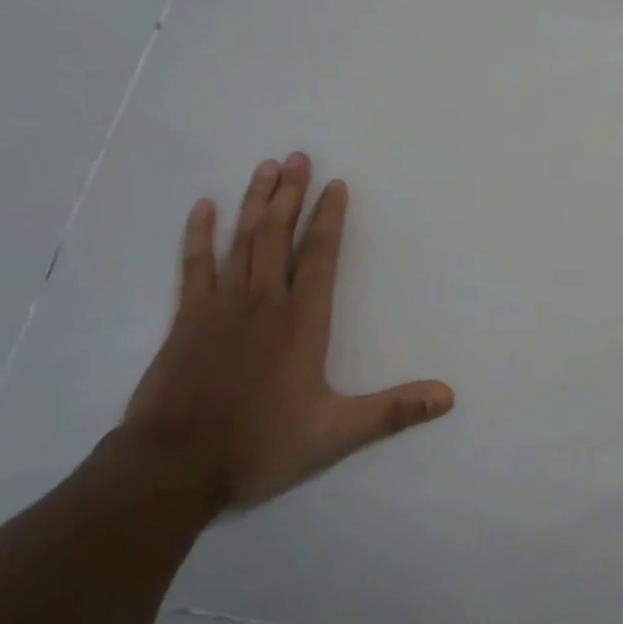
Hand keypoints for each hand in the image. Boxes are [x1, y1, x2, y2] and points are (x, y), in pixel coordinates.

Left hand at [122, 153, 453, 513]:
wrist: (175, 466)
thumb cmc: (259, 445)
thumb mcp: (335, 434)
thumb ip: (392, 410)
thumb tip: (448, 396)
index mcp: (302, 322)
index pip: (319, 256)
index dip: (329, 218)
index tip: (335, 184)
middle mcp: (264, 303)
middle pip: (278, 235)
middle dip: (290, 194)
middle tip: (298, 157)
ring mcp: (221, 306)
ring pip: (242, 241)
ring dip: (255, 202)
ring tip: (267, 167)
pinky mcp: (187, 319)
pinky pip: (195, 265)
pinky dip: (200, 235)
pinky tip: (205, 207)